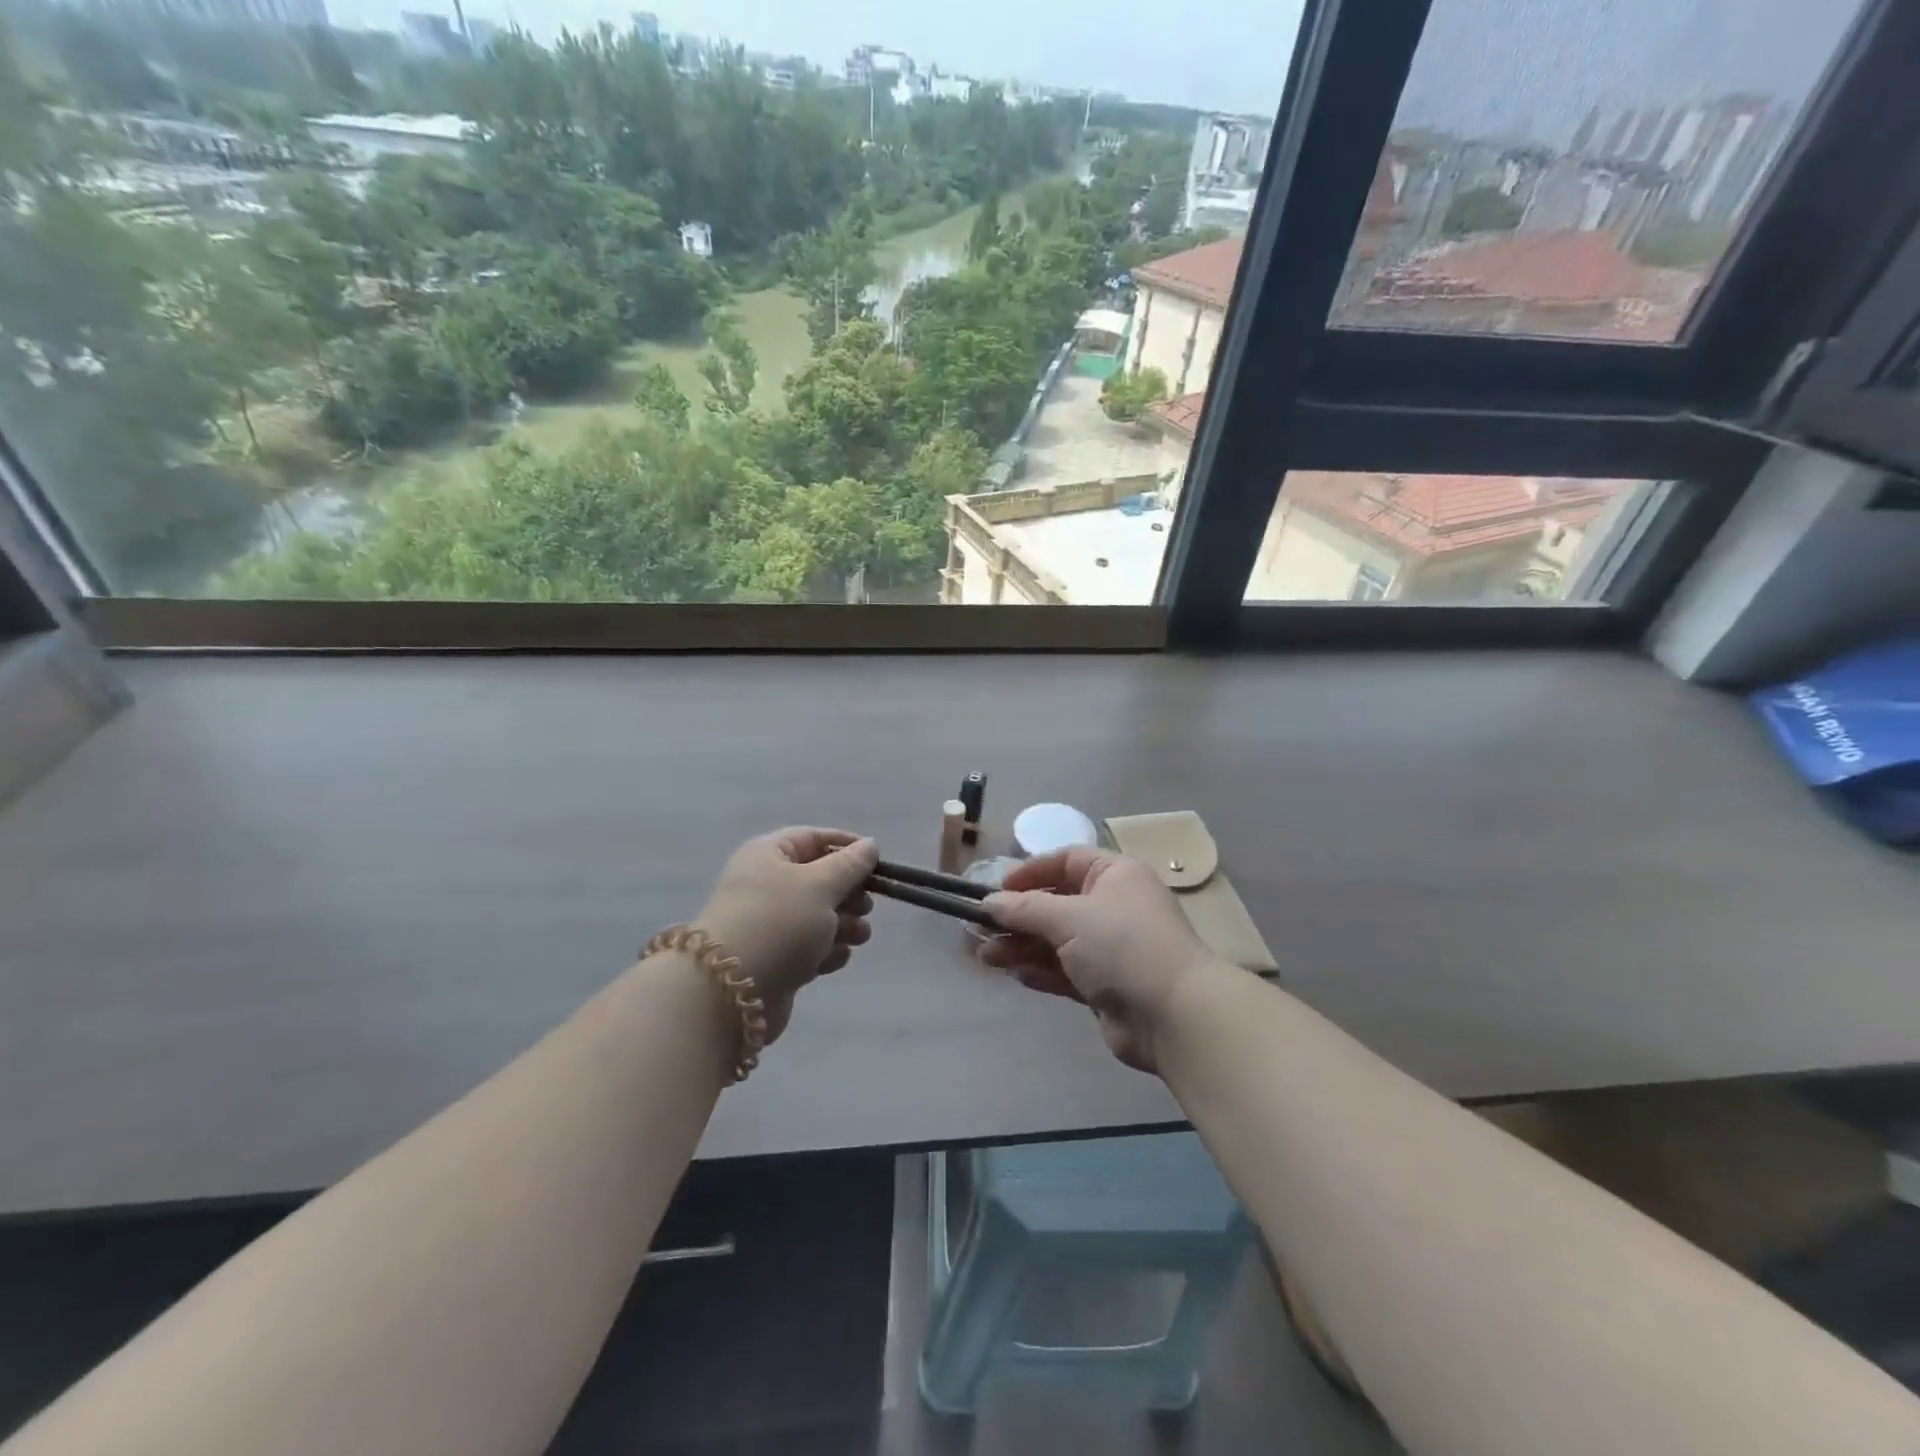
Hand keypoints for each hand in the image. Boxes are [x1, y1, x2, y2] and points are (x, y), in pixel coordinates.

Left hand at [695, 828, 877, 1043]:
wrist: (729, 992)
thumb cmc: (779, 922)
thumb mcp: (820, 885)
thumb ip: (850, 865)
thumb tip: (870, 845)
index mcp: (769, 855)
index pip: (813, 838)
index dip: (847, 846)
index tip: (877, 862)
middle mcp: (766, 884)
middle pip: (819, 879)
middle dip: (849, 893)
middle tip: (867, 907)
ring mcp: (769, 924)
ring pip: (819, 916)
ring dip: (844, 925)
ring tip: (859, 937)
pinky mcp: (774, 959)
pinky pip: (809, 946)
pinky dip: (827, 951)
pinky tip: (834, 959)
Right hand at [981, 849, 1223, 1072]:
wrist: (1173, 1015)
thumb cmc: (1122, 946)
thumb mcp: (1069, 917)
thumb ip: (1025, 909)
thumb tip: (990, 903)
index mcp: (1115, 875)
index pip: (1065, 861)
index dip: (1030, 873)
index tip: (997, 890)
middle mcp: (1114, 906)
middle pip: (1056, 904)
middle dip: (1018, 917)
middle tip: (980, 931)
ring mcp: (1111, 948)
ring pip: (1057, 941)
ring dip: (1022, 947)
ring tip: (986, 958)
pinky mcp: (1106, 985)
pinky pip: (1066, 971)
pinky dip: (1041, 971)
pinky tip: (1016, 975)